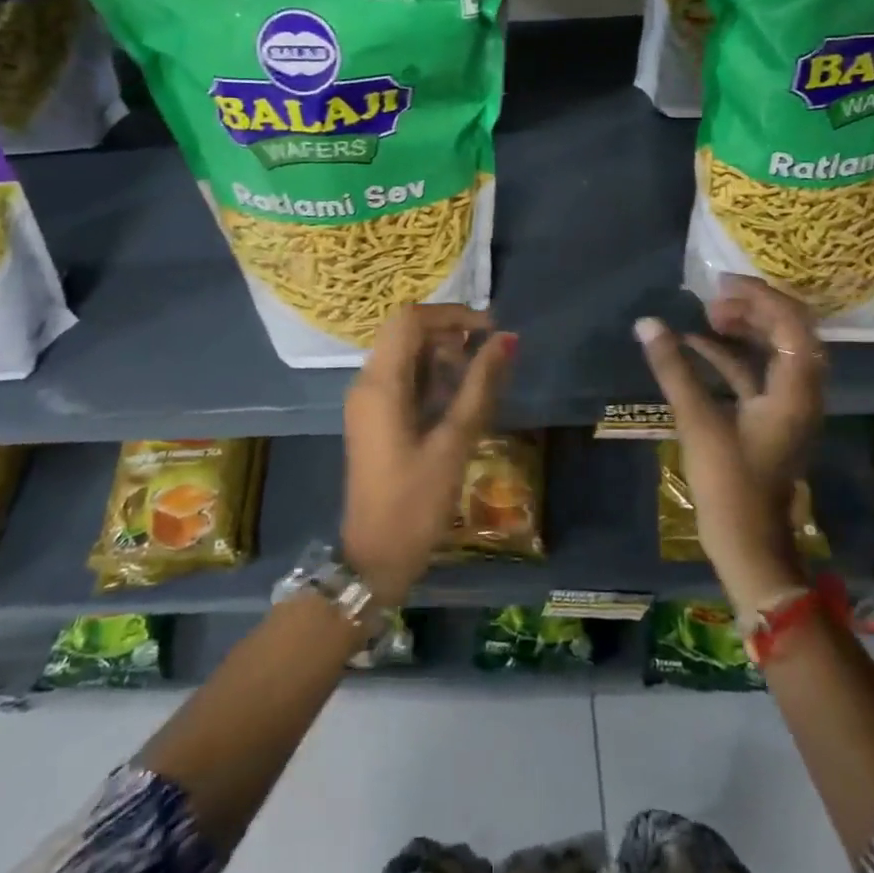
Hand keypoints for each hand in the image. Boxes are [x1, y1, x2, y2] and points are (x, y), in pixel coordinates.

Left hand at [342, 305, 517, 605]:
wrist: (374, 558)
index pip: (410, 318)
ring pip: (404, 354)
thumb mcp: (454, 441)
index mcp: (380, 383)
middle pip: (406, 332)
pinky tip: (457, 402)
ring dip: (441, 356)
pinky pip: (401, 378)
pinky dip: (430, 377)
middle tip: (486, 358)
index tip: (490, 330)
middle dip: (449, 335)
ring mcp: (367, 401)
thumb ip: (480, 385)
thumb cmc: (415, 502)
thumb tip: (507, 339)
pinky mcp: (374, 418)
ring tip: (476, 382)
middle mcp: (366, 382)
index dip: (452, 314)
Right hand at [634, 275, 824, 612]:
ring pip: (775, 351)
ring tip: (707, 315)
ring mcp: (788, 406)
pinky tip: (697, 347)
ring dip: (745, 329)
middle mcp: (802, 392)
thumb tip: (647, 324)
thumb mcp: (698, 421)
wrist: (749, 543)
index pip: (791, 323)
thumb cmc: (729, 483)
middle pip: (790, 331)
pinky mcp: (772, 419)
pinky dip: (732, 356)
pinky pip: (758, 373)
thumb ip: (673, 369)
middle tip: (713, 297)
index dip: (759, 295)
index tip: (721, 283)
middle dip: (754, 307)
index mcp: (795, 389)